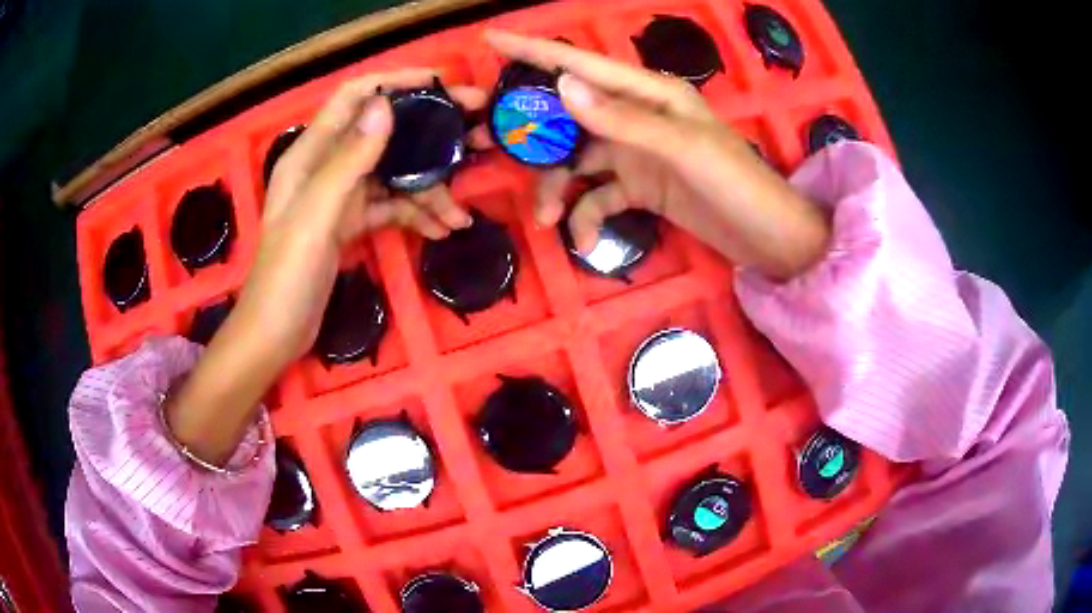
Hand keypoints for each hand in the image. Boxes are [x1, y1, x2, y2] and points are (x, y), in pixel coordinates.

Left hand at [242, 70, 487, 361]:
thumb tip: (386, 105)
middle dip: (430, 133)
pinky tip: (442, 230)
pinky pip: (391, 208)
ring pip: (394, 175)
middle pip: (384, 133)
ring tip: (461, 213)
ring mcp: (341, 196)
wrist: (275, 334)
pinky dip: (416, 215)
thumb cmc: (286, 275)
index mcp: (311, 153)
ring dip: (430, 189)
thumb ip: (348, 160)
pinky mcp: (351, 224)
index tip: (442, 82)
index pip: (355, 97)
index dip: (395, 82)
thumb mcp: (316, 215)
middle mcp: (327, 166)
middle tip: (479, 136)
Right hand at [484, 31, 829, 279]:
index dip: (535, 52)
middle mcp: (636, 116)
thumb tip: (562, 86)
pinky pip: (599, 195)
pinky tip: (587, 241)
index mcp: (650, 93)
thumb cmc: (737, 184)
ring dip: (557, 187)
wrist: (768, 239)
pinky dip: (588, 217)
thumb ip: (622, 119)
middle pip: (569, 114)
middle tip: (488, 146)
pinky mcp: (639, 187)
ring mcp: (636, 153)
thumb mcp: (682, 148)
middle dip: (531, 133)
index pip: (583, 65)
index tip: (491, 40)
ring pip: (576, 160)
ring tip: (545, 218)